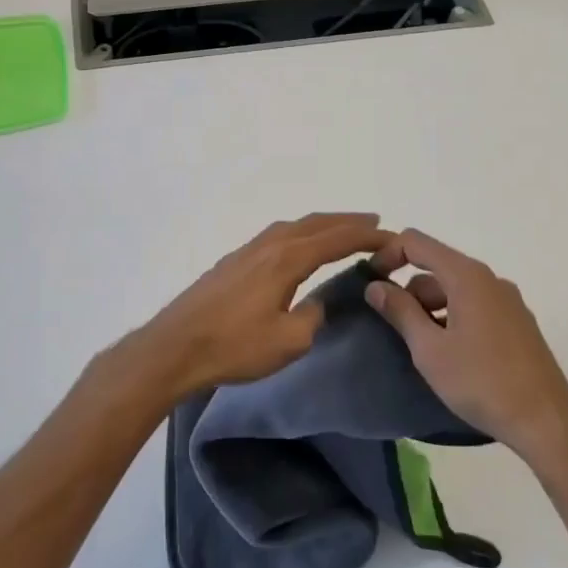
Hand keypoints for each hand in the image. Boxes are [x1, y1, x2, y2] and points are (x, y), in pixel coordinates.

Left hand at [131, 213, 387, 398]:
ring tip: (342, 229)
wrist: (175, 346)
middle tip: (375, 222)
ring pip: (293, 226)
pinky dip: (299, 232)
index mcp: (287, 259)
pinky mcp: (232, 262)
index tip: (392, 236)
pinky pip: (276, 235)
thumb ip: (313, 316)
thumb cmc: (235, 346)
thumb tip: (317, 303)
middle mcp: (269, 245)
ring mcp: (247, 251)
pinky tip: (297, 245)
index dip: (366, 236)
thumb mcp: (289, 340)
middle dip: (347, 221)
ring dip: (322, 224)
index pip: (336, 239)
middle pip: (316, 223)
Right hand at [366, 229, 567, 465]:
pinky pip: (474, 305)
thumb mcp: (429, 349)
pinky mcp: (517, 323)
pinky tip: (450, 354)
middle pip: (436, 266)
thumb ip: (400, 311)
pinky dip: (452, 317)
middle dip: (408, 290)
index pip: (415, 242)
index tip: (370, 285)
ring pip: (455, 289)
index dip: (386, 255)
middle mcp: (489, 279)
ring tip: (421, 347)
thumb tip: (375, 286)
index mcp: (467, 276)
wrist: (547, 423)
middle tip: (393, 328)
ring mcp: (508, 301)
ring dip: (430, 307)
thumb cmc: (482, 382)